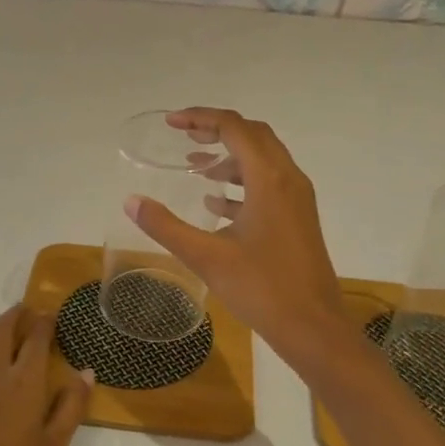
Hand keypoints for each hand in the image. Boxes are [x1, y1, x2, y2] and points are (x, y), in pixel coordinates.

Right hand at [126, 107, 351, 363]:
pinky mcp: (299, 219)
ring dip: (230, 157)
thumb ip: (166, 226)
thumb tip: (131, 201)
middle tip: (184, 136)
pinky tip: (216, 203)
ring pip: (263, 160)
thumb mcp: (206, 257)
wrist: (313, 327)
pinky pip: (269, 185)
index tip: (171, 123)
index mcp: (269, 179)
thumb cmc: (262, 288)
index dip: (201, 118)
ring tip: (196, 167)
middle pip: (253, 135)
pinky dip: (242, 182)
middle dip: (217, 130)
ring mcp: (297, 199)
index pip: (234, 127)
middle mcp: (288, 179)